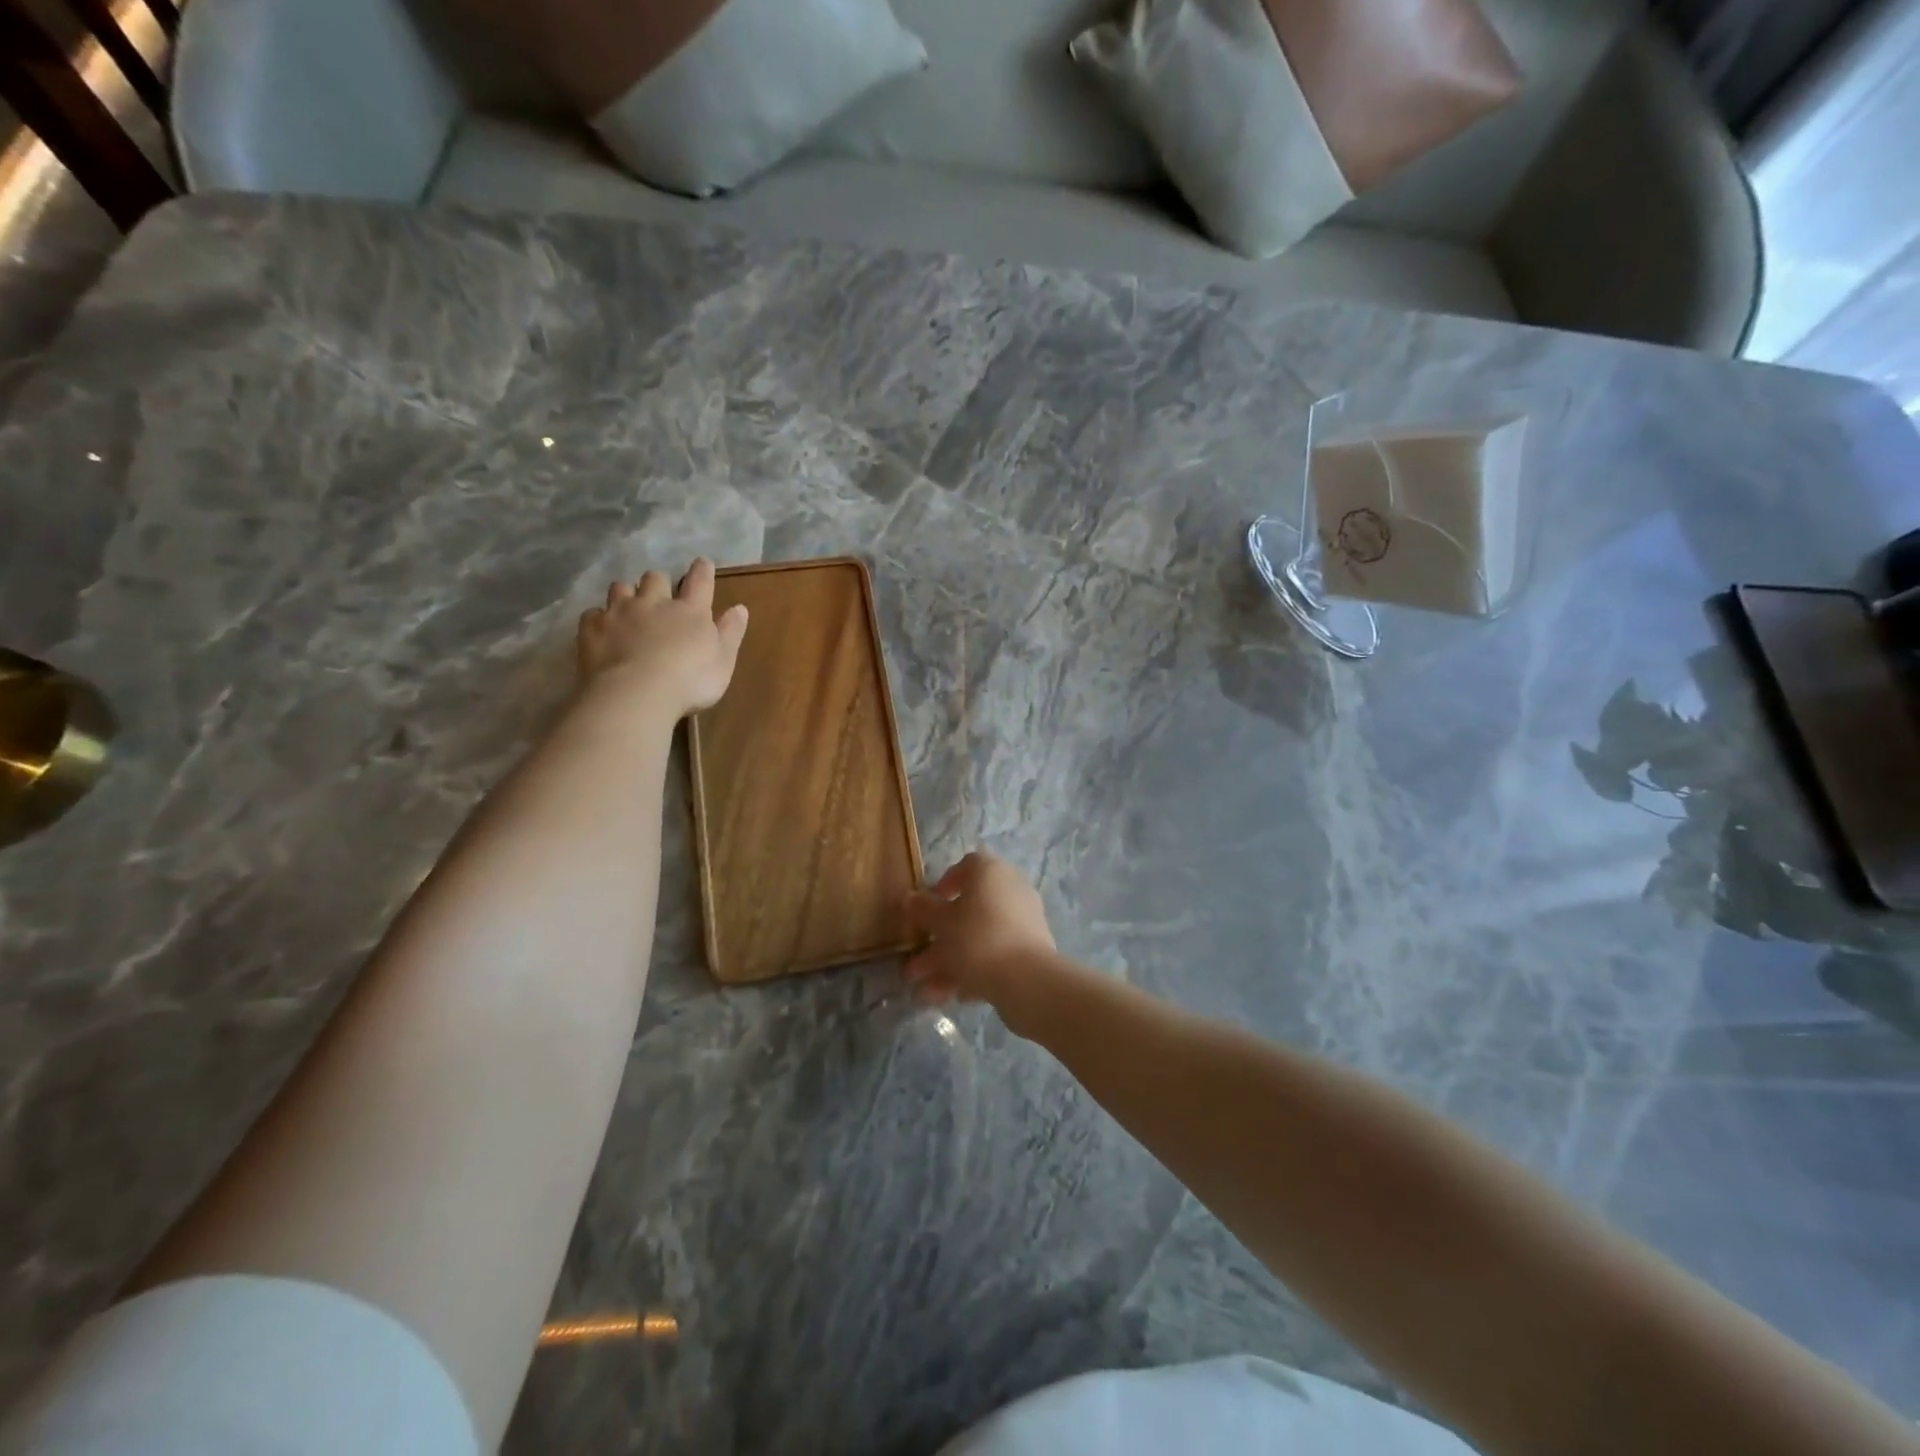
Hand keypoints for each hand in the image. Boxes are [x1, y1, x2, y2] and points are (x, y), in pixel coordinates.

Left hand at [576, 559, 748, 720]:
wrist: (636, 694)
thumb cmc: (690, 681)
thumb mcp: (723, 661)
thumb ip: (731, 633)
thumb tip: (740, 608)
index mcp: (690, 610)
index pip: (700, 581)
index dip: (702, 570)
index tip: (702, 563)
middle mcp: (654, 602)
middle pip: (655, 578)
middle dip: (658, 582)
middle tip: (660, 595)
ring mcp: (620, 613)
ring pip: (620, 588)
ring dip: (626, 594)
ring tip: (628, 607)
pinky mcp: (592, 628)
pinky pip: (592, 614)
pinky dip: (599, 618)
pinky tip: (602, 629)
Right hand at [904, 852, 1063, 1032]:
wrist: (1027, 979)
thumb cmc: (977, 938)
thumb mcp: (941, 923)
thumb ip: (923, 909)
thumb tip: (909, 898)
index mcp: (990, 873)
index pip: (967, 866)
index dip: (944, 883)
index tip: (927, 905)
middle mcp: (1010, 890)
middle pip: (968, 911)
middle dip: (938, 939)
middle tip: (914, 963)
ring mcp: (1023, 922)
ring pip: (978, 938)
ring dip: (948, 963)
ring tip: (922, 993)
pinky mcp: (1030, 951)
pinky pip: (994, 955)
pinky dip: (972, 972)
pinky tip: (950, 997)